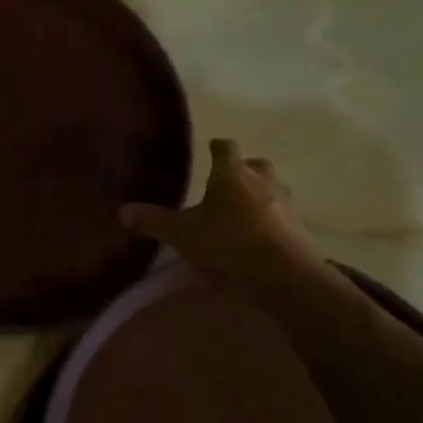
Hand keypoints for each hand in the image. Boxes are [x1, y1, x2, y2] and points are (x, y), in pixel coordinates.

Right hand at [120, 139, 331, 288]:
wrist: (284, 275)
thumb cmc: (228, 243)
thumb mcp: (182, 234)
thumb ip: (154, 221)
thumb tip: (122, 211)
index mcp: (232, 174)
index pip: (226, 148)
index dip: (218, 147)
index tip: (211, 147)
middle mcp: (262, 182)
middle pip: (256, 165)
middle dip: (244, 169)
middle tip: (229, 180)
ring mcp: (286, 206)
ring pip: (273, 190)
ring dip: (261, 195)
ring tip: (243, 210)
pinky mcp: (300, 231)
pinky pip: (282, 218)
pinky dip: (271, 222)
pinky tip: (259, 237)